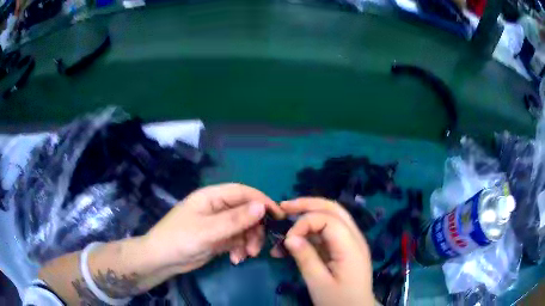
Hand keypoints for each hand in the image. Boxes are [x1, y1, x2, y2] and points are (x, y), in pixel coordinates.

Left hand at [143, 183, 284, 273]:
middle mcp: (217, 207)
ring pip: (244, 228)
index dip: (262, 201)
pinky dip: (240, 249)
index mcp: (212, 197)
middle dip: (255, 229)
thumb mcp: (208, 230)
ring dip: (249, 242)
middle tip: (257, 247)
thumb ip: (235, 219)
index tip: (278, 215)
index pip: (243, 192)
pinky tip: (235, 259)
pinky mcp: (219, 238)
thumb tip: (262, 206)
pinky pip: (237, 240)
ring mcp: (218, 224)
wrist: (162, 260)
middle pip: (246, 212)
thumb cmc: (180, 239)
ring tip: (246, 256)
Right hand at [273, 198, 374, 305]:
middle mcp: (355, 237)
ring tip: (287, 217)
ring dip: (309, 214)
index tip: (288, 240)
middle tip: (283, 207)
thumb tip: (289, 237)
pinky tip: (297, 239)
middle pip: (333, 209)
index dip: (304, 223)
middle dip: (307, 205)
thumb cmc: (339, 300)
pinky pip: (329, 231)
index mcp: (351, 246)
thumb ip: (305, 258)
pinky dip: (312, 231)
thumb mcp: (319, 283)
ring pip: (331, 216)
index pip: (328, 219)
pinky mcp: (345, 248)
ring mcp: (352, 242)